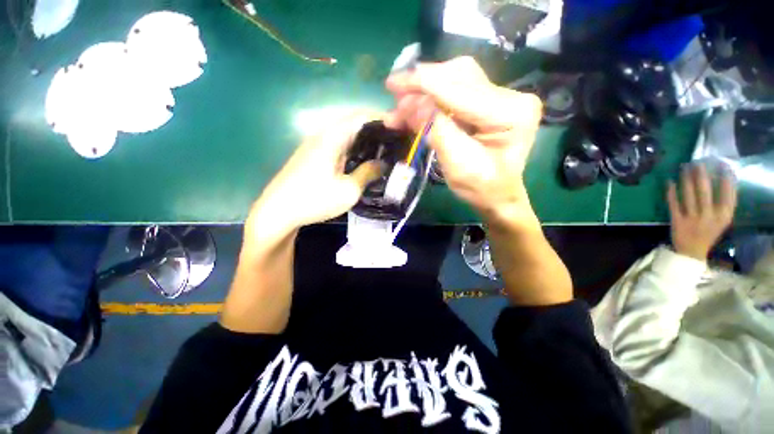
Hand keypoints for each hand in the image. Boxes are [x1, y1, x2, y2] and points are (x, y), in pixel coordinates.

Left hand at [245, 112, 382, 247]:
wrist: (278, 211)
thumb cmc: (315, 200)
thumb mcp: (348, 190)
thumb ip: (367, 173)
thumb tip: (382, 164)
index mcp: (332, 137)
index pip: (361, 116)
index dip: (382, 119)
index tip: (399, 128)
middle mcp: (322, 135)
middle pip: (353, 123)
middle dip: (375, 130)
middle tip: (394, 142)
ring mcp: (315, 145)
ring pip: (345, 134)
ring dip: (364, 140)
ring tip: (382, 151)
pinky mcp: (312, 155)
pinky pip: (337, 145)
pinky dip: (353, 149)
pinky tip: (361, 160)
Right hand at [384, 56, 542, 222]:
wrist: (496, 196)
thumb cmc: (480, 188)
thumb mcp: (457, 164)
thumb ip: (436, 131)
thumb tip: (412, 103)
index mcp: (510, 112)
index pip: (460, 89)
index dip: (423, 83)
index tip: (392, 84)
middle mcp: (510, 96)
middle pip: (457, 76)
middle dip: (421, 85)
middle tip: (394, 96)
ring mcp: (500, 97)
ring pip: (454, 80)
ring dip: (424, 91)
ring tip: (400, 108)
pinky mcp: (488, 102)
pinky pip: (455, 92)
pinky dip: (431, 99)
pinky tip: (414, 109)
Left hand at [667, 163, 736, 260]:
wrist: (691, 251)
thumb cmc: (708, 232)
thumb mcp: (722, 220)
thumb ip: (723, 204)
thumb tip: (724, 180)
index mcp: (723, 217)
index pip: (728, 195)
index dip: (725, 180)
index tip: (722, 165)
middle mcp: (709, 217)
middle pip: (705, 192)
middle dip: (701, 176)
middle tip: (697, 163)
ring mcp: (692, 219)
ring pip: (688, 195)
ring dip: (686, 180)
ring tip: (684, 168)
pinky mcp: (677, 221)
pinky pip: (673, 204)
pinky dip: (671, 192)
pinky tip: (670, 182)